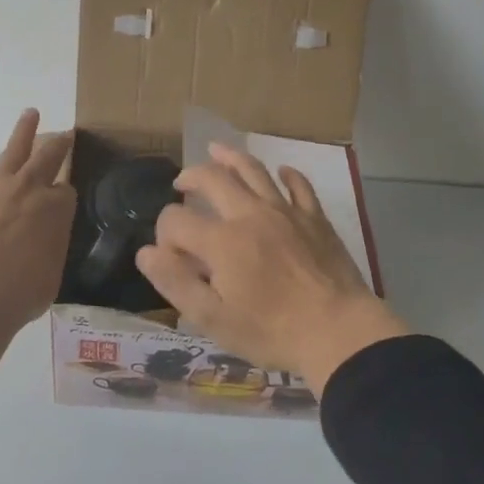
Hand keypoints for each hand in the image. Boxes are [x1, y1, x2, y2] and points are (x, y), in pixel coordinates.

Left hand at [0, 108, 75, 327]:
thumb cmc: (24, 289)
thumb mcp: (52, 273)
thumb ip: (48, 252)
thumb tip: (41, 249)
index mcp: (56, 209)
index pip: (66, 193)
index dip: (64, 199)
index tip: (62, 206)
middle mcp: (28, 190)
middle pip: (47, 159)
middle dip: (57, 145)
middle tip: (64, 134)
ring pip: (11, 152)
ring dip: (22, 132)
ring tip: (29, 113)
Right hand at [136, 143, 408, 388]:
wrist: (339, 333)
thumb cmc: (271, 332)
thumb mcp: (213, 319)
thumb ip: (175, 283)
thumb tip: (145, 253)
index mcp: (221, 241)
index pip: (176, 220)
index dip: (164, 233)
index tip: (169, 254)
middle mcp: (249, 214)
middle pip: (212, 178)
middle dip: (190, 177)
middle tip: (181, 184)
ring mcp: (286, 212)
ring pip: (254, 170)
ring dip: (230, 157)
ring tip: (216, 150)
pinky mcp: (315, 218)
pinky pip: (299, 185)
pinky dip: (287, 174)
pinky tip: (281, 172)